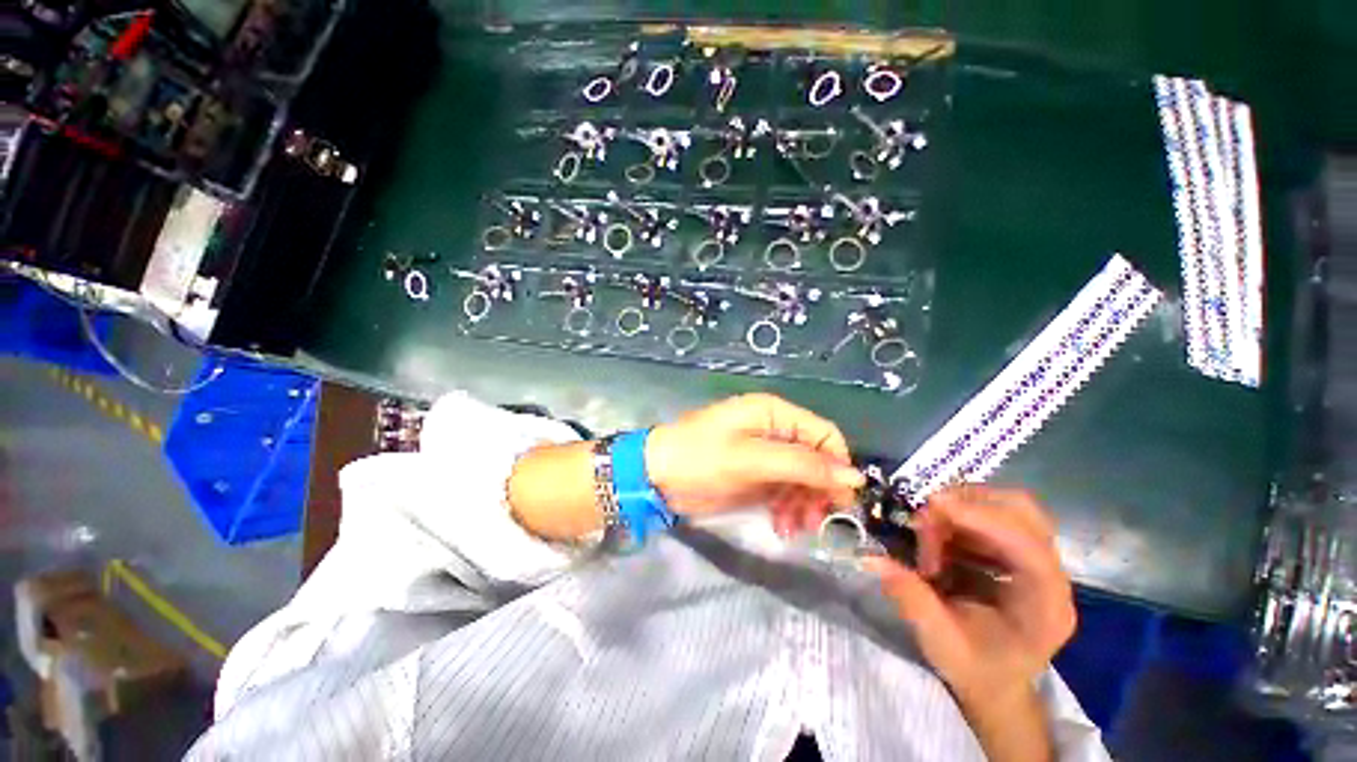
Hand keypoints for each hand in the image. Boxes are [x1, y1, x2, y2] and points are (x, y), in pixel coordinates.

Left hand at [644, 393, 864, 533]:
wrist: (658, 475)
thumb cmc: (701, 458)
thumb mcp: (751, 459)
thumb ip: (802, 464)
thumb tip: (854, 476)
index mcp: (775, 414)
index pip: (824, 435)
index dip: (837, 466)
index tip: (842, 501)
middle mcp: (774, 430)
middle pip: (815, 459)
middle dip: (819, 490)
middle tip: (814, 521)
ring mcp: (764, 454)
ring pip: (802, 479)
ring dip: (803, 504)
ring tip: (793, 528)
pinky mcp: (755, 475)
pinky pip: (784, 491)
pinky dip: (787, 509)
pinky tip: (781, 527)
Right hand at [864, 486, 1074, 760]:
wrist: (996, 682)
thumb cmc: (974, 669)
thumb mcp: (939, 642)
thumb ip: (911, 598)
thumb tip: (872, 558)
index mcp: (1045, 607)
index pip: (1027, 547)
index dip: (982, 519)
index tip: (932, 506)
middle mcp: (1050, 576)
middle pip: (1022, 512)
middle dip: (967, 504)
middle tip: (924, 519)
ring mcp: (1037, 559)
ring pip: (1005, 505)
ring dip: (959, 507)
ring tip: (928, 532)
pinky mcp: (1018, 549)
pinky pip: (991, 512)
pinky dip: (959, 514)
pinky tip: (938, 536)